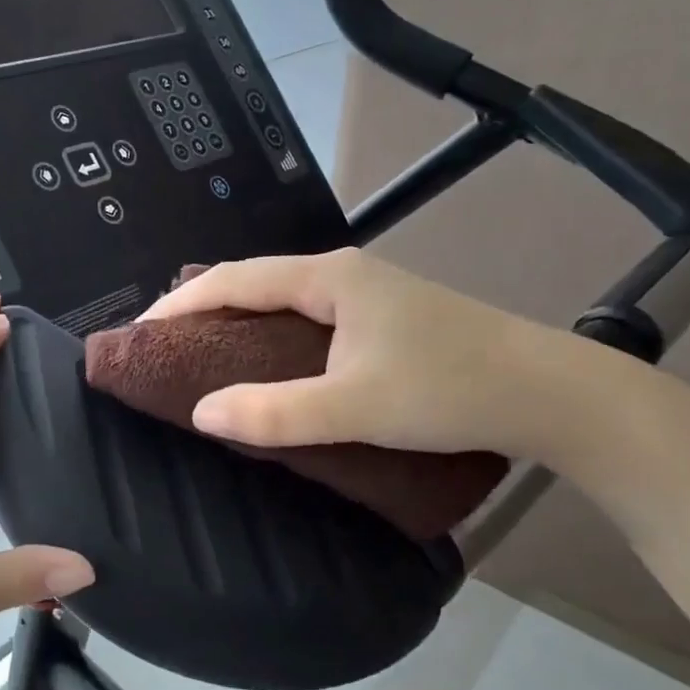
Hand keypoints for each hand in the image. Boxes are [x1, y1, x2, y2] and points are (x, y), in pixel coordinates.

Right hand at [141, 247, 585, 460]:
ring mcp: (368, 295)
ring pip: (282, 300)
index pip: (234, 279)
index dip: (181, 303)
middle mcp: (344, 274)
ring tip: (202, 354)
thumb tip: (202, 414)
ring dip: (239, 322)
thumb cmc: (448, 389)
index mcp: (329, 278)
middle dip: (204, 307)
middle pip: (255, 281)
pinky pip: (307, 319)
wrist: (549, 393)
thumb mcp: (354, 407)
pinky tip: (268, 363)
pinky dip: (272, 336)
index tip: (140, 332)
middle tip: (164, 344)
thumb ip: (275, 414)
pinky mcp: (385, 320)